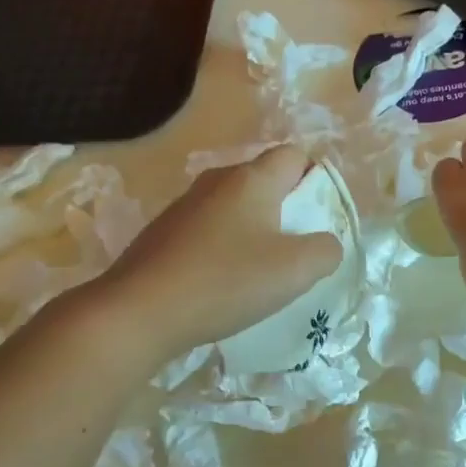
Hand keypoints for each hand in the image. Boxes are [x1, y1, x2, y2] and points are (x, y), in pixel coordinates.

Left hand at [98, 145, 342, 360]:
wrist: (139, 311)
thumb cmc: (226, 281)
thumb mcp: (296, 270)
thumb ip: (326, 250)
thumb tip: (325, 244)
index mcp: (252, 179)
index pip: (294, 155)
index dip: (315, 179)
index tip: (319, 218)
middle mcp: (217, 182)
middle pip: (264, 181)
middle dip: (287, 209)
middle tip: (297, 250)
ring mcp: (185, 207)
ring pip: (235, 208)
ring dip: (254, 232)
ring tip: (261, 273)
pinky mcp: (163, 234)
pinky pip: (209, 231)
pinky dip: (224, 249)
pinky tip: (223, 285)